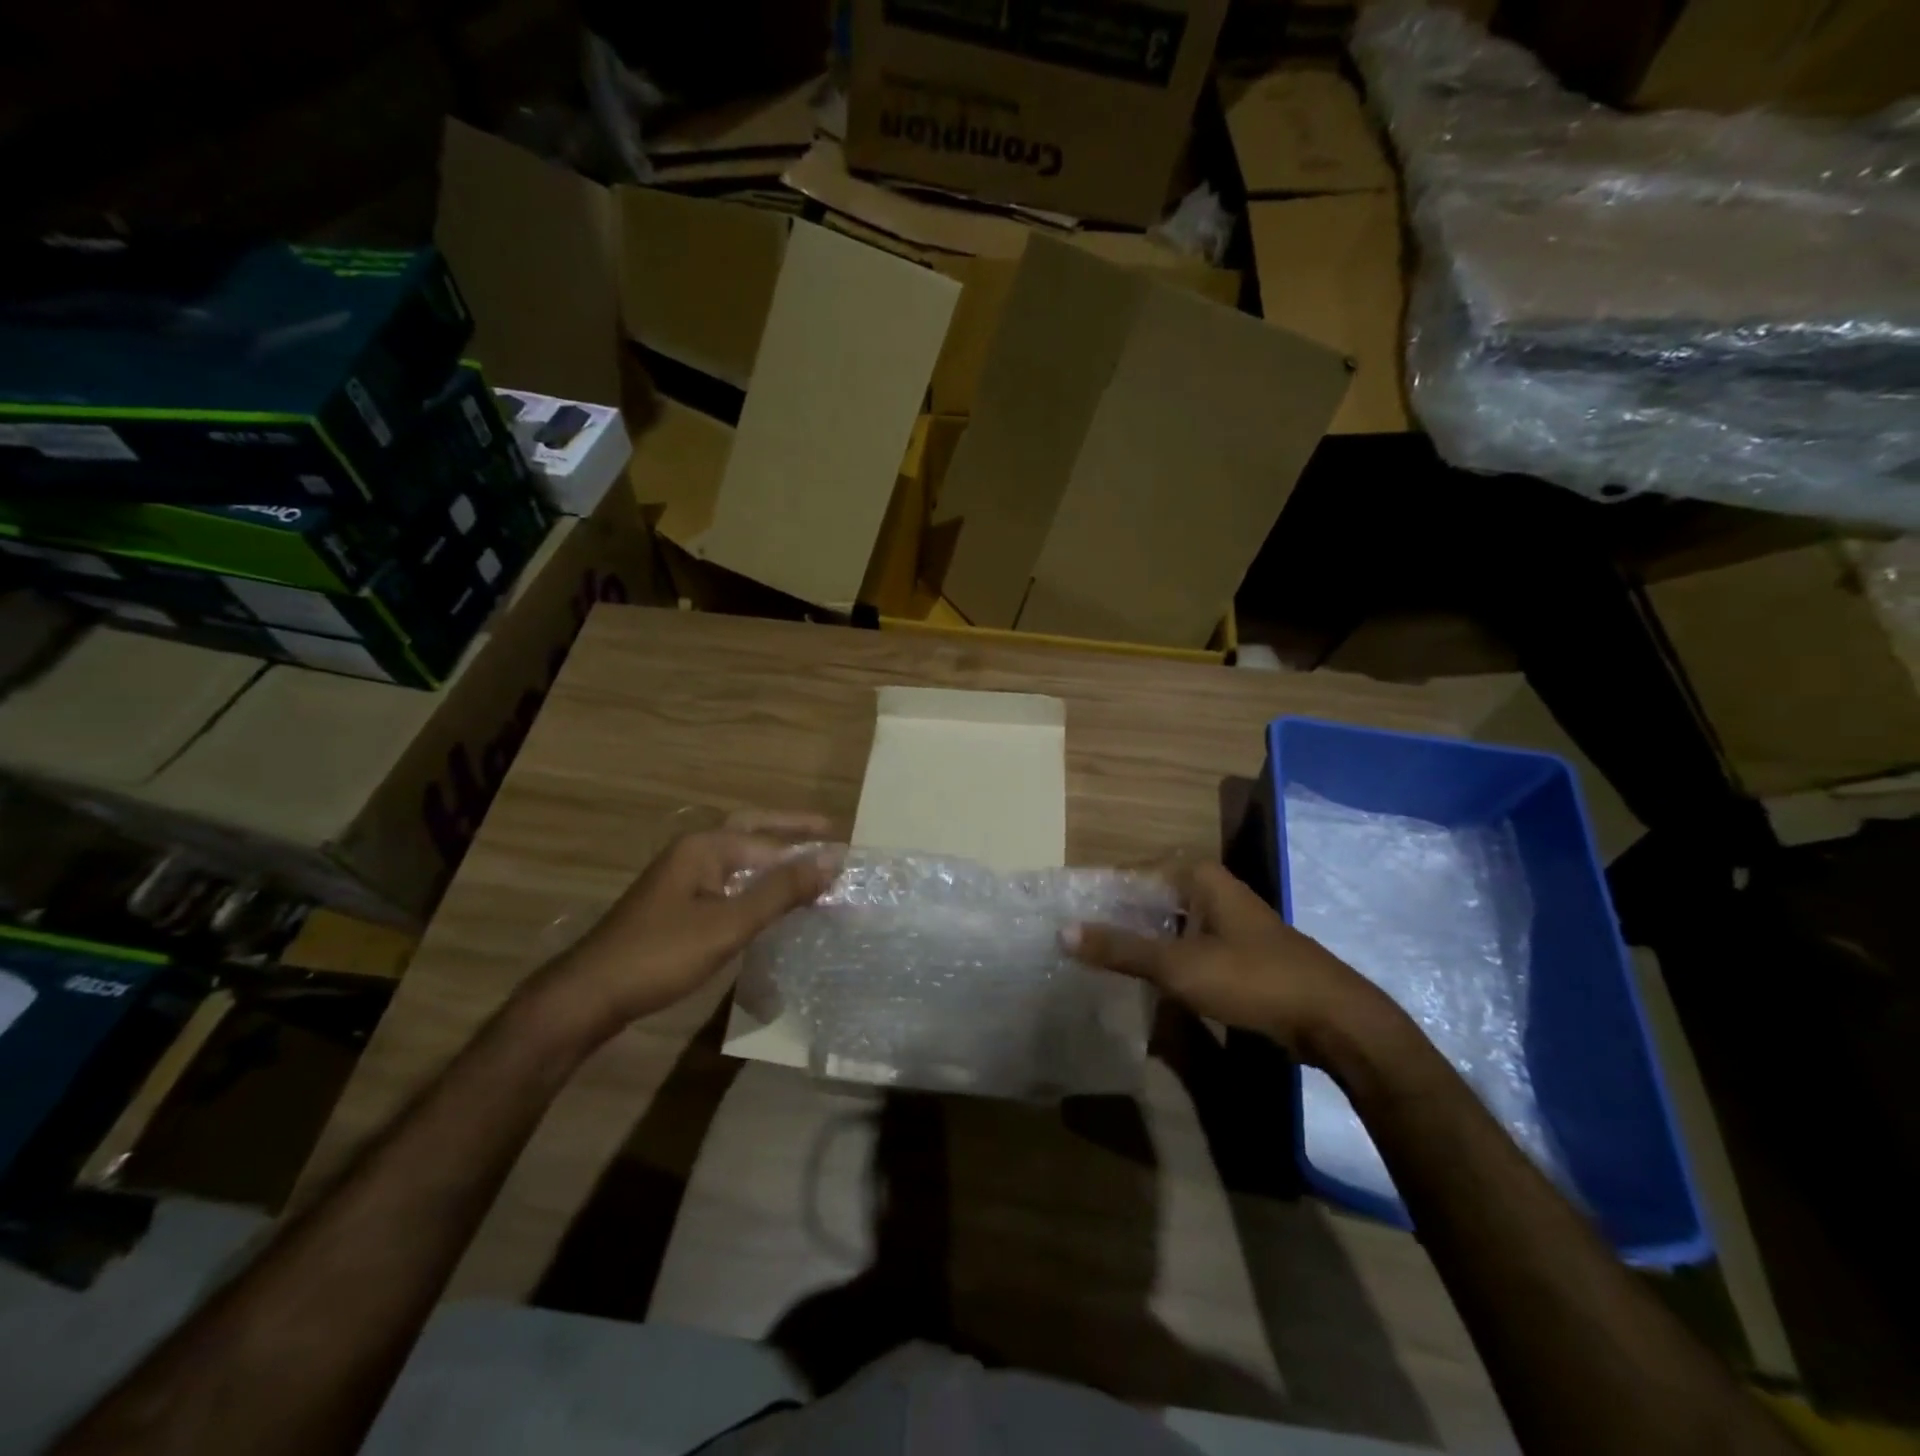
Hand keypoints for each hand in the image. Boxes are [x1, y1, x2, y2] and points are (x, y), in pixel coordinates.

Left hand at [532, 812, 836, 1040]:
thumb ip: (780, 891)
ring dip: (773, 855)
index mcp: (705, 847)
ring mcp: (681, 877)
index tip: (847, 853)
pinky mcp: (676, 903)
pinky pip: (727, 879)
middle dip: (790, 829)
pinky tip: (768, 898)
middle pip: (751, 830)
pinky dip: (755, 880)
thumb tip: (831, 860)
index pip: (771, 841)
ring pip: (738, 857)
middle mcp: (693, 852)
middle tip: (828, 828)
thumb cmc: (661, 954)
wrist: (589, 994)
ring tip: (808, 861)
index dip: (809, 847)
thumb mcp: (728, 923)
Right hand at [1064, 860, 1401, 1063]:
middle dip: (1118, 919)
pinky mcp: (1239, 955)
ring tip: (1101, 962)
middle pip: (1151, 898)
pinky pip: (1188, 948)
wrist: (1333, 1020)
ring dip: (1140, 942)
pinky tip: (1145, 982)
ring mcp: (1229, 924)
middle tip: (1079, 942)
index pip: (1135, 873)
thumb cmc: (1252, 978)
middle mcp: (1214, 891)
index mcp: (1200, 878)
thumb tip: (1062, 932)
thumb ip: (1120, 948)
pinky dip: (1165, 960)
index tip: (1070, 915)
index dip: (1102, 893)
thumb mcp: (1178, 964)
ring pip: (1170, 925)